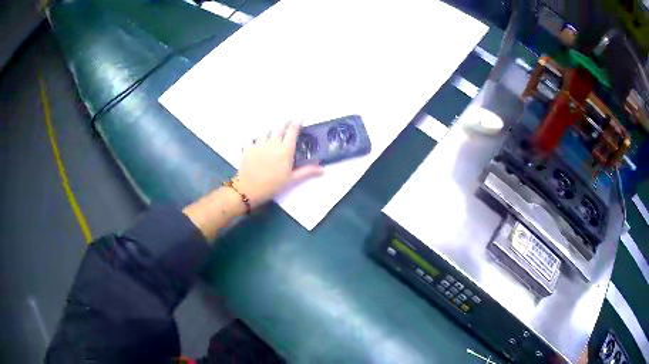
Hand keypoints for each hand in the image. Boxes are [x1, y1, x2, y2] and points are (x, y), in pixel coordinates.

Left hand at [233, 122, 323, 207]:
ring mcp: (258, 144)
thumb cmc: (273, 185)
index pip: (292, 132)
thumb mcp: (292, 179)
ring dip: (270, 128)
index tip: (299, 118)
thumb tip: (322, 169)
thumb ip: (307, 171)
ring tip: (271, 127)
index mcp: (285, 150)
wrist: (250, 190)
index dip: (296, 123)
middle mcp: (272, 143)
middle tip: (287, 119)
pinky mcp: (247, 148)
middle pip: (279, 127)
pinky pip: (249, 137)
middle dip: (284, 122)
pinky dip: (251, 135)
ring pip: (265, 130)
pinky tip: (251, 135)